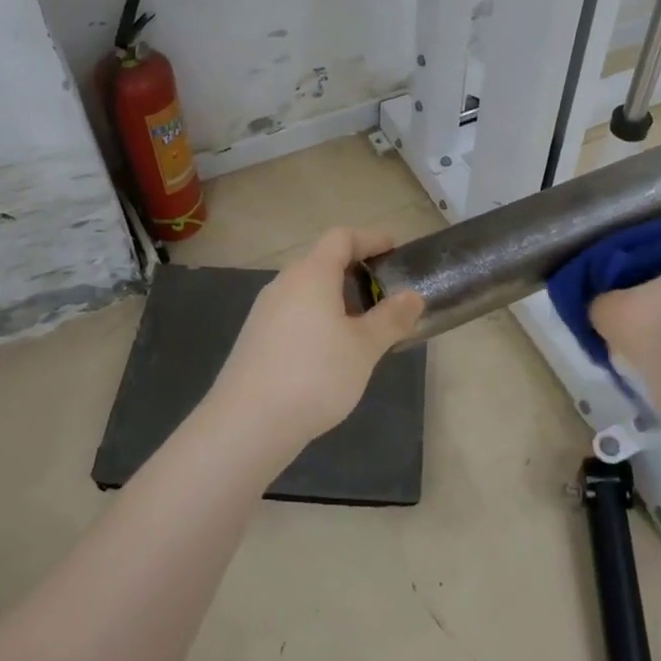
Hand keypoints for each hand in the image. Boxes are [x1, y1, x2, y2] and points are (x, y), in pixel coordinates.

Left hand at [206, 227, 424, 462]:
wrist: (248, 423)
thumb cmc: (315, 375)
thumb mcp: (364, 348)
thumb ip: (391, 318)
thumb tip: (412, 296)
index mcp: (311, 274)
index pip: (341, 237)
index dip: (370, 239)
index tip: (394, 252)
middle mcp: (284, 283)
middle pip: (322, 262)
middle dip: (356, 273)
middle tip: (386, 296)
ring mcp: (265, 311)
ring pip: (307, 291)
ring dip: (337, 299)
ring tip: (364, 327)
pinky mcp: (256, 338)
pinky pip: (294, 314)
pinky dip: (318, 319)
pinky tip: (332, 352)